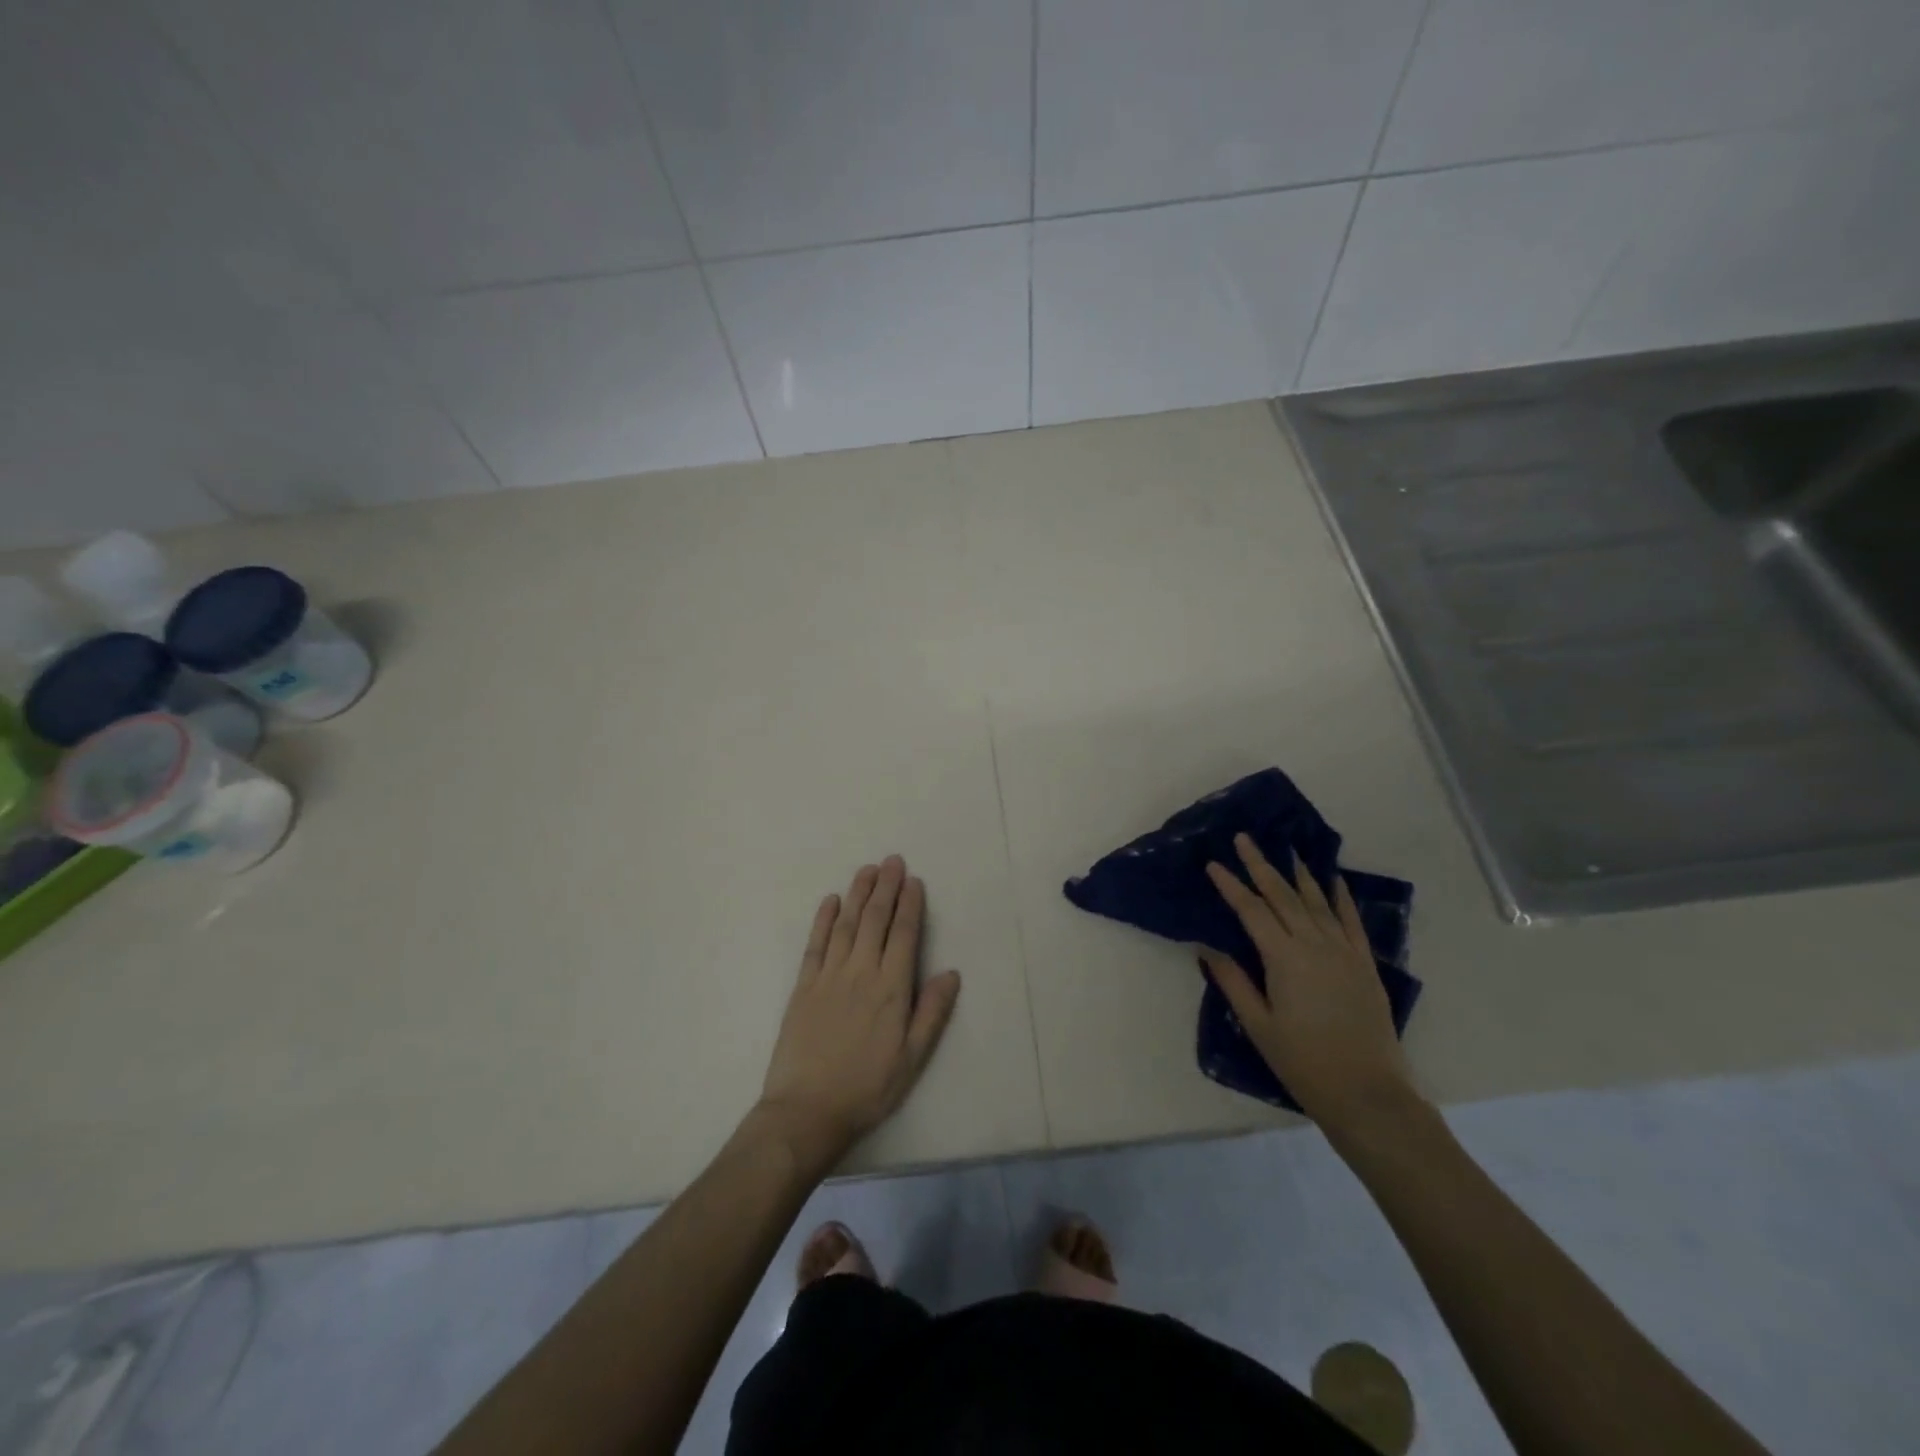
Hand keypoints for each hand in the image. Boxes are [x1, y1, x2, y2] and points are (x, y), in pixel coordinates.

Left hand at [758, 856, 961, 1172]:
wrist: (807, 1111)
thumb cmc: (867, 1088)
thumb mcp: (912, 1059)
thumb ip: (931, 1013)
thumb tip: (951, 973)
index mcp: (891, 989)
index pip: (904, 935)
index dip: (910, 906)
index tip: (914, 881)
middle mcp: (861, 972)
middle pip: (875, 920)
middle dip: (886, 888)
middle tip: (893, 861)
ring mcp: (829, 976)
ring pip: (846, 924)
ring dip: (858, 894)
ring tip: (868, 870)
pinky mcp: (803, 986)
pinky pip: (815, 944)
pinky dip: (823, 919)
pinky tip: (830, 901)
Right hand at [1201, 833, 1416, 1133]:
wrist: (1368, 1093)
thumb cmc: (1304, 1063)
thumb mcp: (1258, 1025)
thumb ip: (1233, 981)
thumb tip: (1208, 947)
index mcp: (1284, 959)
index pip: (1251, 911)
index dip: (1230, 885)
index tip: (1213, 863)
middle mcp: (1314, 945)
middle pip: (1283, 896)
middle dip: (1260, 865)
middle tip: (1244, 839)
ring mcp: (1344, 952)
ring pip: (1316, 902)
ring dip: (1298, 874)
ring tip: (1285, 850)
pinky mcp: (1365, 964)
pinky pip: (1351, 921)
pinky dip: (1341, 897)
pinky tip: (1333, 880)